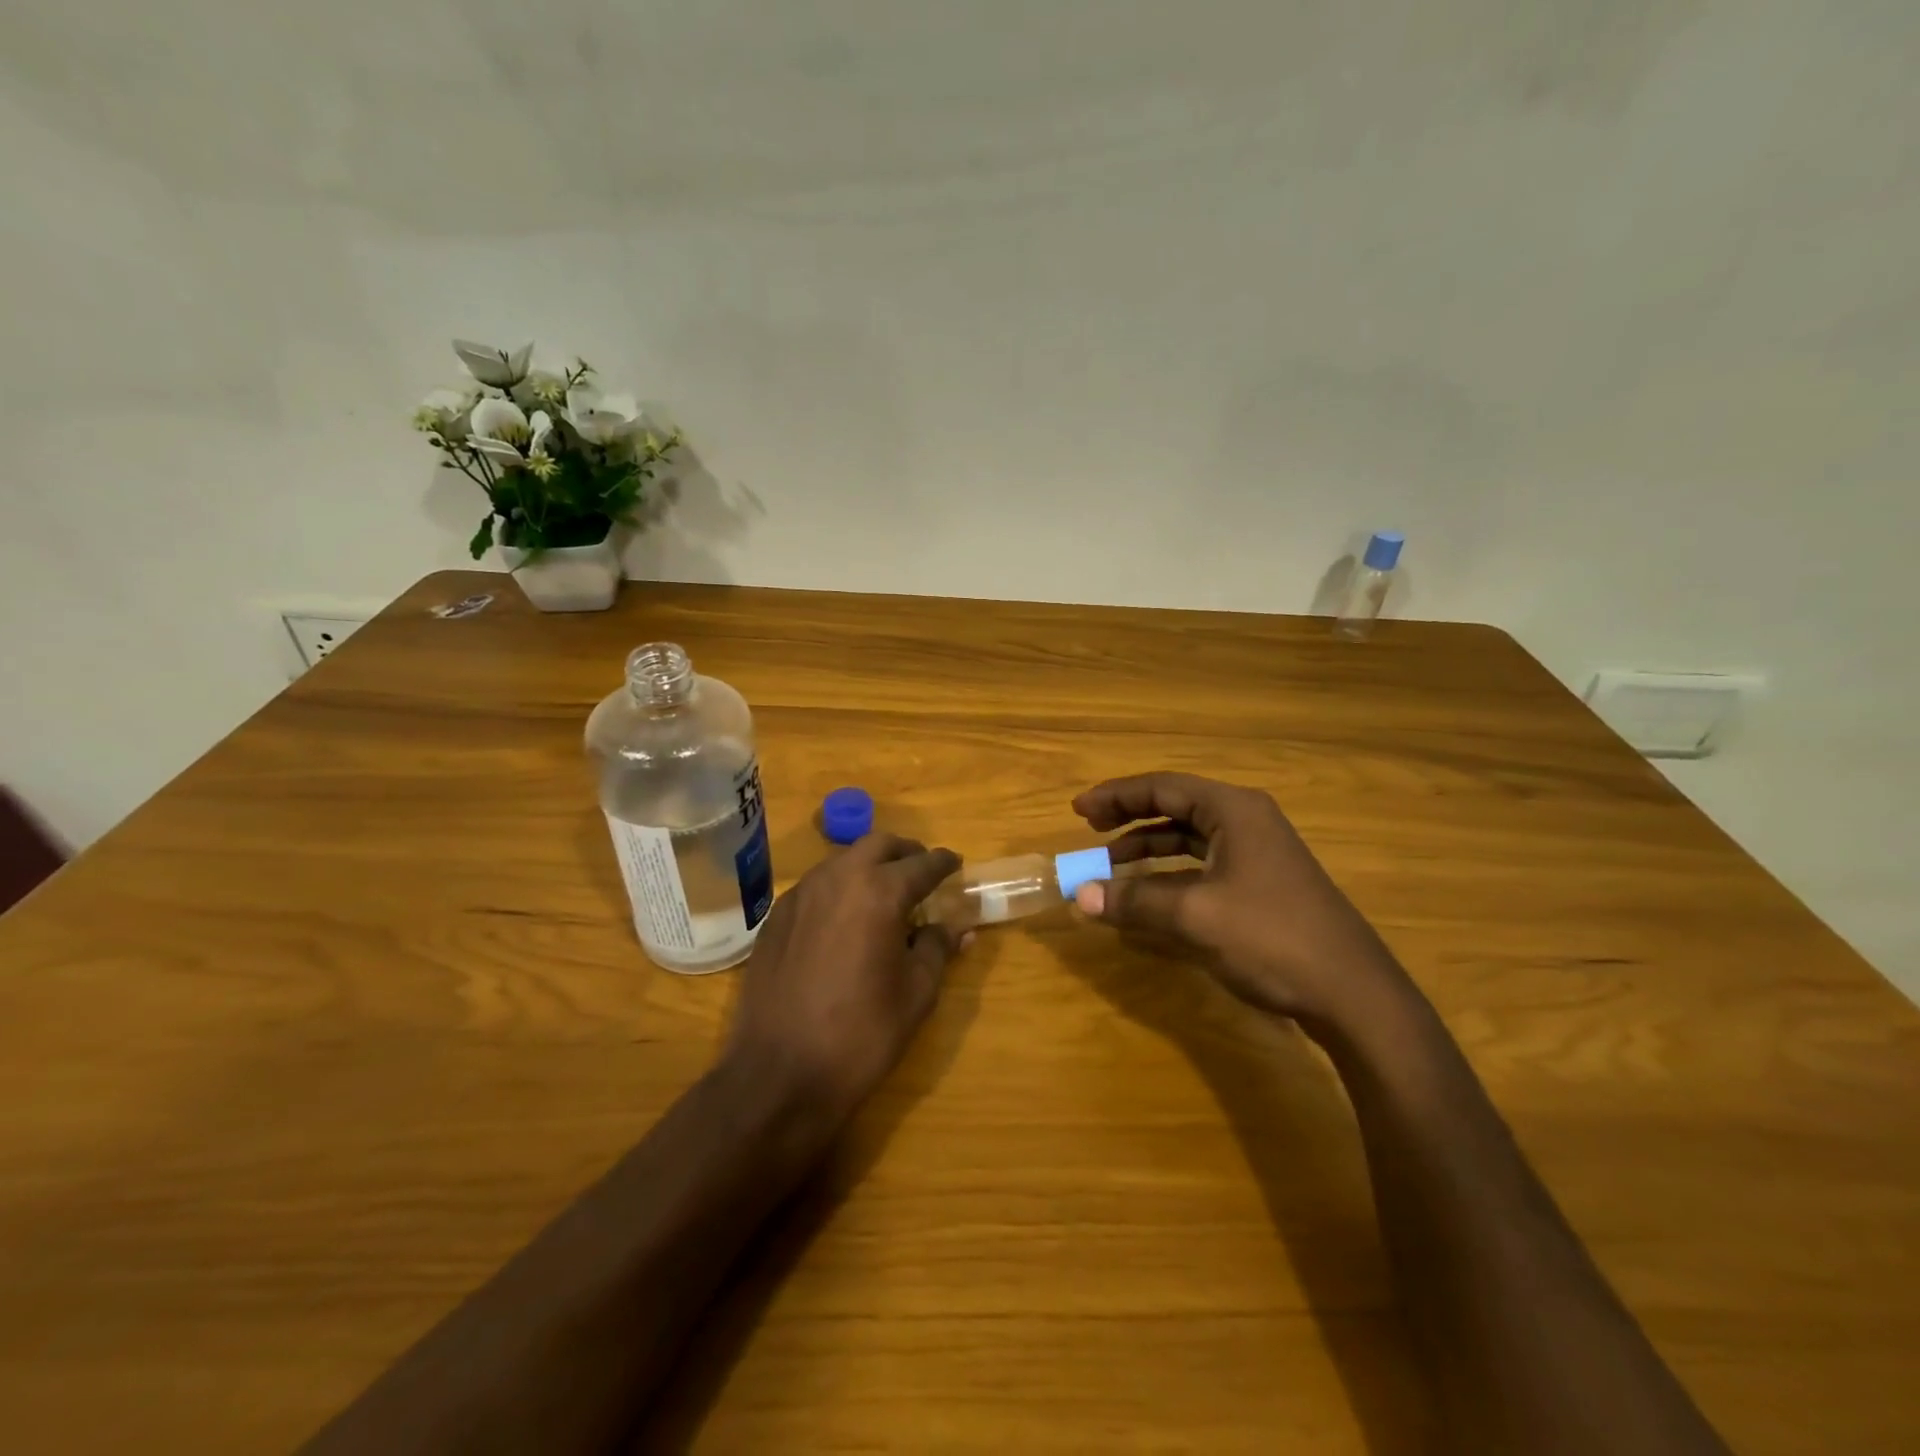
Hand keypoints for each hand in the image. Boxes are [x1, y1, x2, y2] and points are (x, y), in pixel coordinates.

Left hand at [723, 833, 965, 1121]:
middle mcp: (838, 879)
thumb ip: (938, 949)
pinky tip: (845, 918)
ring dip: (869, 866)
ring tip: (885, 894)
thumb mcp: (916, 993)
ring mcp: (801, 894)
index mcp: (879, 892)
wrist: (779, 1073)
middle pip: (878, 844)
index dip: (943, 863)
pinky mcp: (776, 916)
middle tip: (921, 872)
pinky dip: (839, 887)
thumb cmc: (861, 1034)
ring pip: (843, 860)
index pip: (921, 864)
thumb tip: (957, 928)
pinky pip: (816, 885)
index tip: (955, 864)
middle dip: (905, 852)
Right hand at [1071, 772, 1411, 1031]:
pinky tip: (1150, 893)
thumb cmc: (1272, 939)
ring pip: (1189, 837)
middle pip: (1176, 806)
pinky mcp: (1262, 884)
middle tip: (1088, 828)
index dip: (1116, 796)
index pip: (1163, 787)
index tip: (1077, 810)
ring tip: (1110, 863)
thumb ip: (1134, 901)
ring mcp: (1258, 853)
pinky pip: (1203, 864)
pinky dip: (1170, 872)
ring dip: (1148, 847)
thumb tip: (1079, 897)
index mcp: (1234, 810)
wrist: (1354, 995)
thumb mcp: (1195, 917)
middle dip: (1129, 817)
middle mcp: (1246, 821)